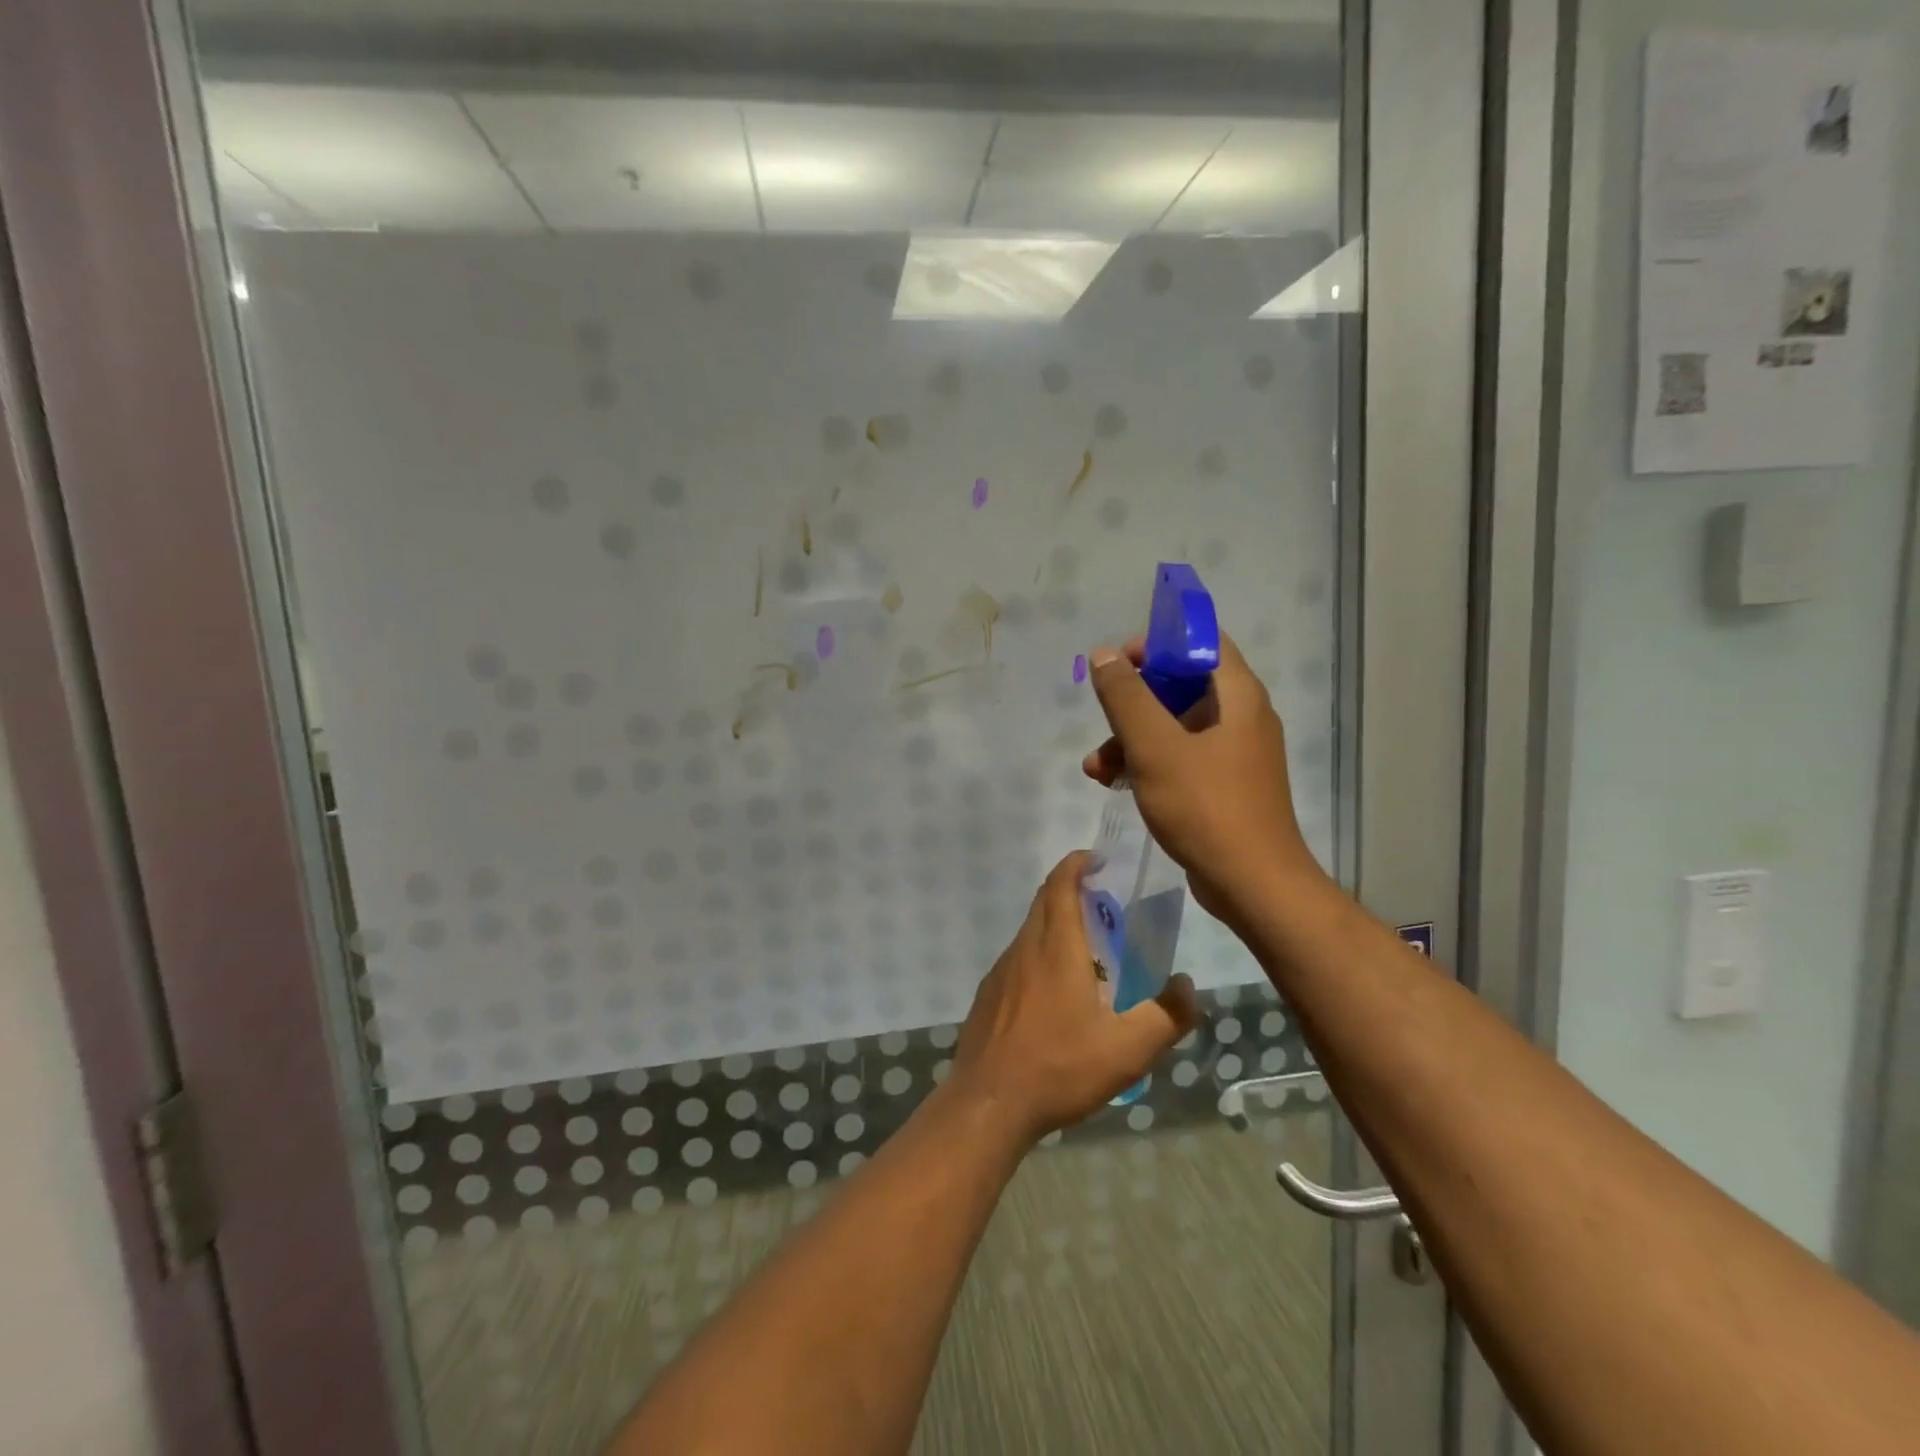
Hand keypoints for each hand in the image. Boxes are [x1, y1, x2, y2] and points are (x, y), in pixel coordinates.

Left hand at [950, 851, 1197, 1145]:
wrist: (988, 1104)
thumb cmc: (1059, 1067)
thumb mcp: (1127, 1050)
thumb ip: (1166, 1016)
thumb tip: (1187, 986)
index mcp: (1056, 948)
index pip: (1061, 885)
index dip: (1077, 864)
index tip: (1097, 859)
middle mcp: (1025, 948)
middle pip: (1044, 901)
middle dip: (1069, 888)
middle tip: (1102, 901)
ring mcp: (1001, 971)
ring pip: (1029, 931)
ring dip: (1055, 923)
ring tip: (1087, 949)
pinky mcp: (988, 995)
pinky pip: (1018, 959)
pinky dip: (1039, 954)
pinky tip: (1054, 992)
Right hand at [1082, 633, 1325, 931]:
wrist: (1253, 885)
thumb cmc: (1206, 807)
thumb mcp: (1156, 748)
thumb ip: (1126, 697)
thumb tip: (1104, 654)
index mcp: (1237, 696)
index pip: (1201, 642)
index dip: (1158, 643)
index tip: (1119, 663)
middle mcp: (1241, 717)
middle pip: (1181, 686)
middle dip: (1134, 701)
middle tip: (1103, 715)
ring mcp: (1234, 754)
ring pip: (1174, 727)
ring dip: (1132, 738)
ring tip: (1095, 768)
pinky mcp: (1223, 786)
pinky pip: (1180, 758)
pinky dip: (1148, 763)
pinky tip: (1114, 784)